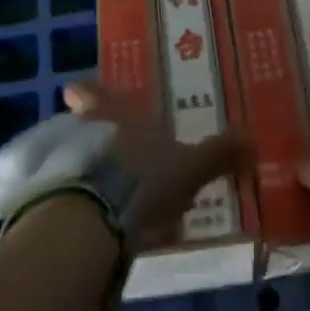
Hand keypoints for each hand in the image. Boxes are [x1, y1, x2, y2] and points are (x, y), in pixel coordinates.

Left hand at [60, 79, 244, 246]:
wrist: (92, 218)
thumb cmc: (144, 177)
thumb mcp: (190, 167)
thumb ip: (218, 154)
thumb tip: (254, 140)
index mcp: (117, 114)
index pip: (93, 92)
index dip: (87, 91)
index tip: (78, 90)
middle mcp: (86, 132)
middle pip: (80, 124)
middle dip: (92, 133)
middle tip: (108, 146)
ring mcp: (67, 166)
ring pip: (76, 158)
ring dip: (89, 169)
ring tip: (109, 189)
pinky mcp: (55, 202)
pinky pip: (71, 194)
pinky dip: (83, 202)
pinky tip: (99, 221)